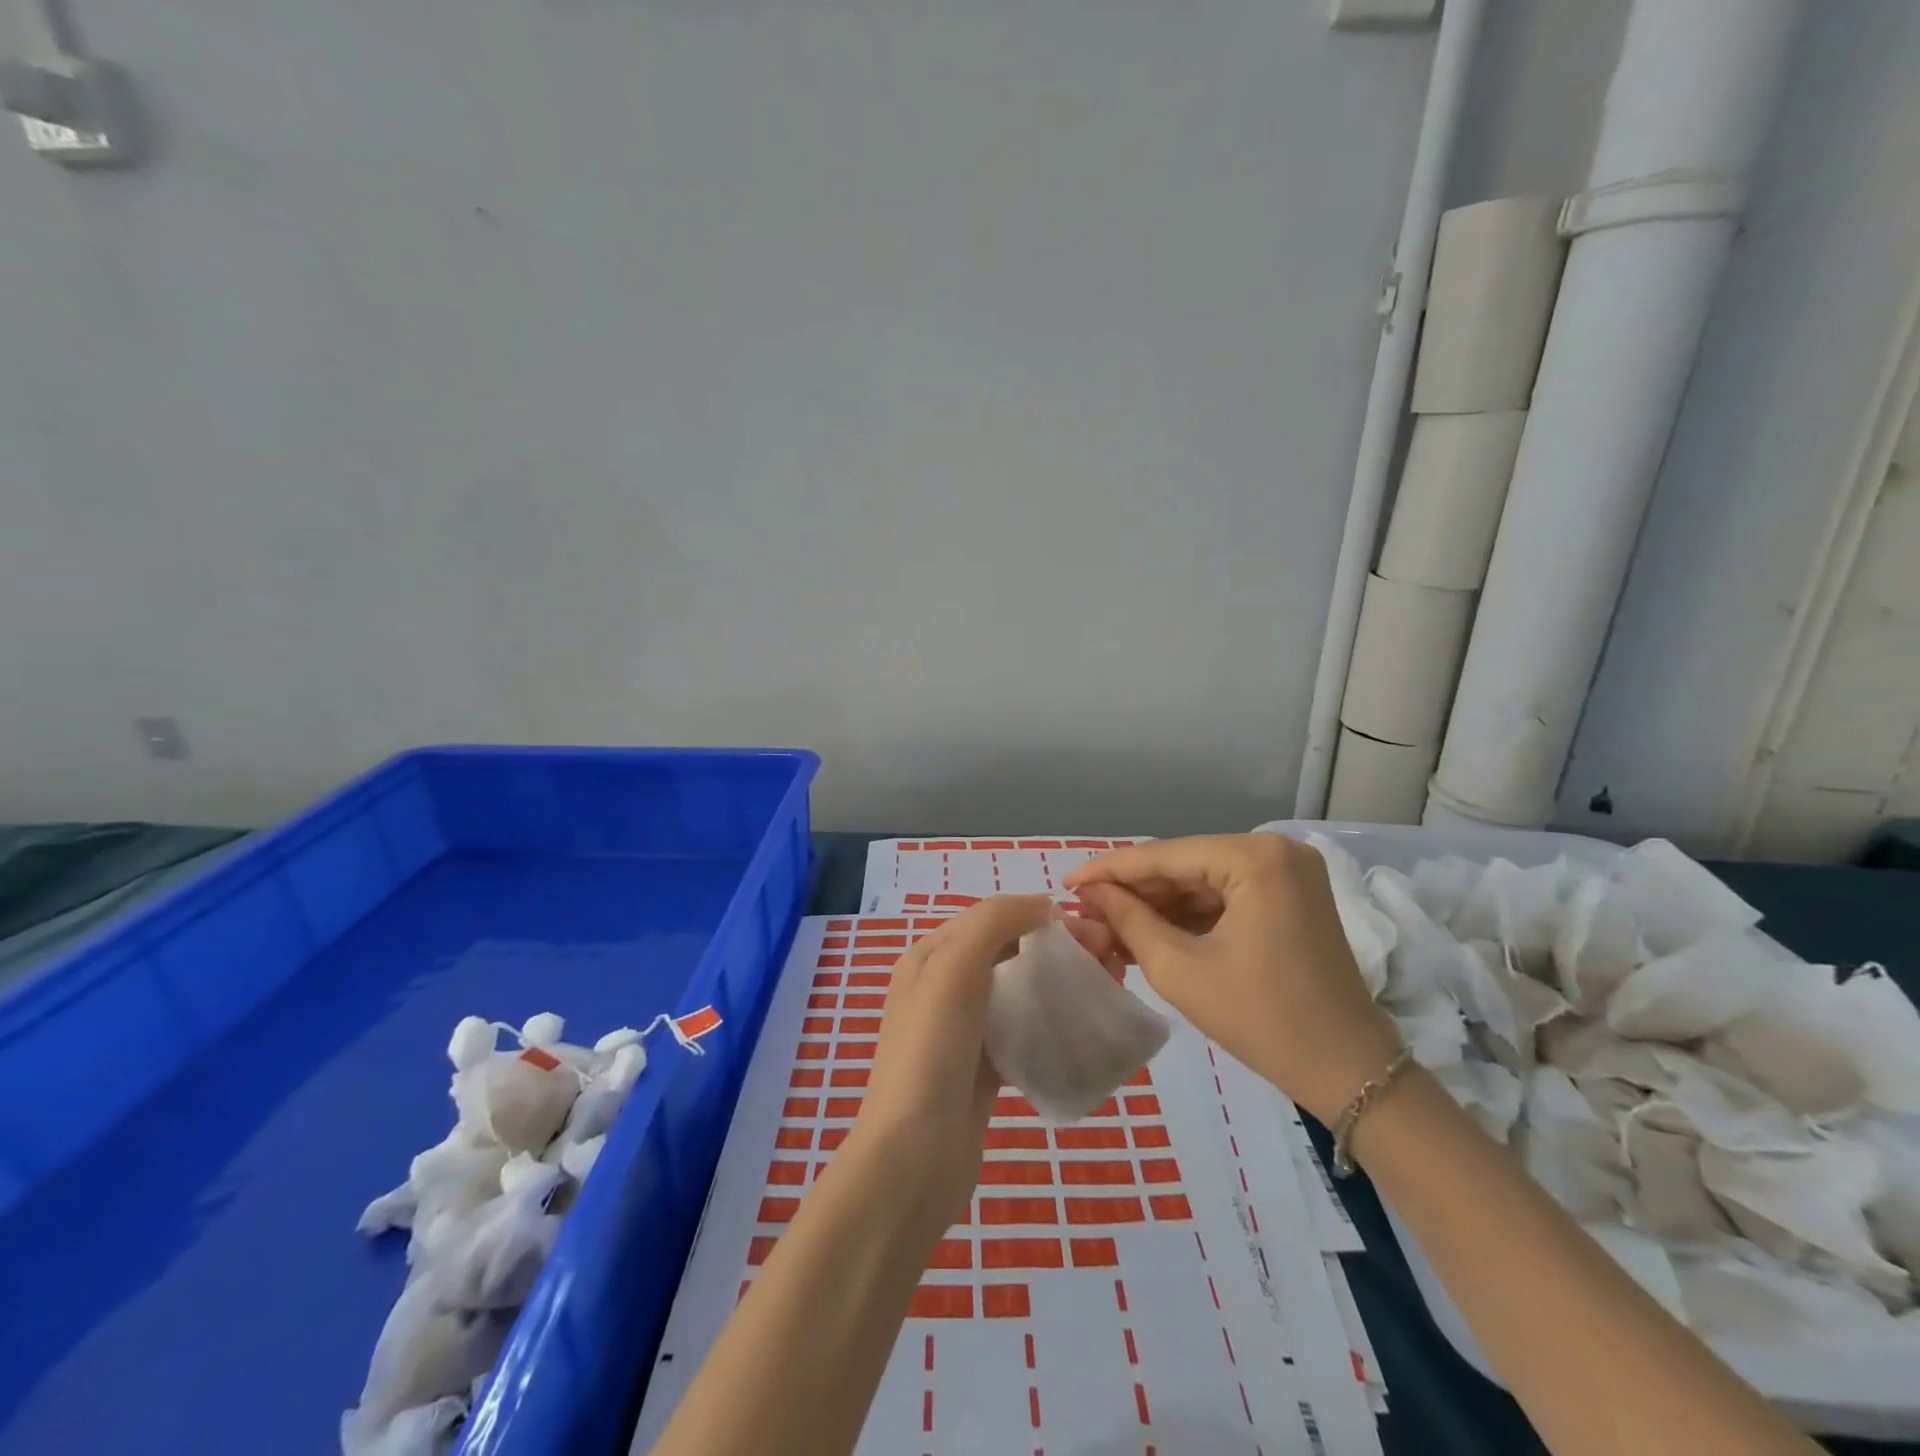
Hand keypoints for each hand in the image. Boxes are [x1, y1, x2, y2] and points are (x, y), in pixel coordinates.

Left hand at [848, 896, 1118, 1230]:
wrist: (913, 1160)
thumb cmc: (931, 1052)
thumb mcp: (953, 968)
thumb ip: (993, 922)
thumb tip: (1044, 905)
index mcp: (931, 956)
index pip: (994, 917)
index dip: (1042, 914)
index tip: (1094, 930)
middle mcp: (944, 986)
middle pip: (1011, 951)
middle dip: (1059, 947)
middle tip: (1111, 959)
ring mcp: (964, 1030)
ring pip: (1021, 990)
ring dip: (1062, 981)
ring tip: (1108, 986)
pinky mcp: (984, 1069)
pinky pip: (1025, 1031)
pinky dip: (1054, 1021)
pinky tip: (1086, 1027)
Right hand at [1066, 834, 1401, 1124]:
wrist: (1349, 1073)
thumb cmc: (1262, 1019)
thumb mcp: (1180, 969)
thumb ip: (1128, 920)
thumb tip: (1089, 894)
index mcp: (1255, 858)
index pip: (1164, 855)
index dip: (1109, 870)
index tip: (1065, 884)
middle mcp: (1275, 850)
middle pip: (1184, 864)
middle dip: (1134, 891)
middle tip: (1085, 911)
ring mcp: (1288, 873)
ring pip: (1203, 880)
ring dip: (1158, 904)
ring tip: (1108, 926)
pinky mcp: (1291, 897)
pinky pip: (1226, 896)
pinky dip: (1189, 915)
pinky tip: (1149, 931)